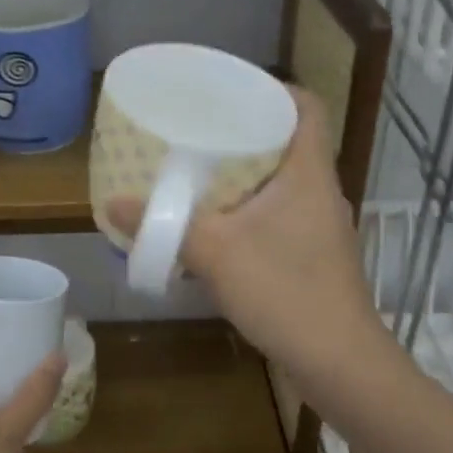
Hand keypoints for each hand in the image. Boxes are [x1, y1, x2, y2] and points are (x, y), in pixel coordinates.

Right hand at [108, 88, 388, 380]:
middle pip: (288, 144)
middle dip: (245, 134)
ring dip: (244, 179)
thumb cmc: (285, 292)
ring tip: (198, 175)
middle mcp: (320, 193)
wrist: (338, 364)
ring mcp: (319, 229)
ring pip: (281, 186)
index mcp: (309, 173)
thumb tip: (114, 202)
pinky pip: (277, 220)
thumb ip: (166, 225)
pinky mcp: (312, 259)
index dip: (275, 89)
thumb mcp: (217, 253)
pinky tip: (215, 231)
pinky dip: (248, 215)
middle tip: (198, 131)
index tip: (232, 90)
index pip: (307, 107)